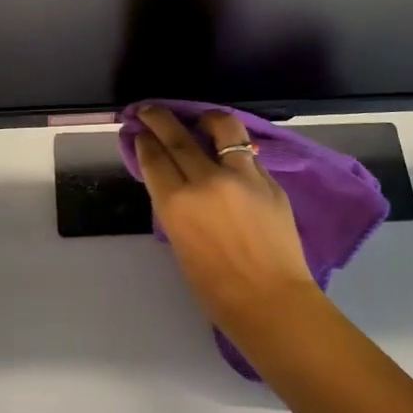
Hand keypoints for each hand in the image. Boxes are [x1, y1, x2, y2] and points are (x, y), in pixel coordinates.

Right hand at [134, 105, 316, 340]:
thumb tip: (174, 181)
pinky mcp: (269, 180)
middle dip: (159, 118)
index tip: (141, 132)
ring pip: (221, 127)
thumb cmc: (216, 287)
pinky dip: (234, 149)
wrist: (271, 301)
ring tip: (201, 121)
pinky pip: (247, 153)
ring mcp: (242, 176)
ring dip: (205, 118)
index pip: (154, 157)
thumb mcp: (180, 242)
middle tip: (150, 110)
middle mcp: (206, 180)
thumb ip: (176, 206)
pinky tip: (230, 155)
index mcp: (177, 203)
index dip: (144, 141)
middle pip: (177, 135)